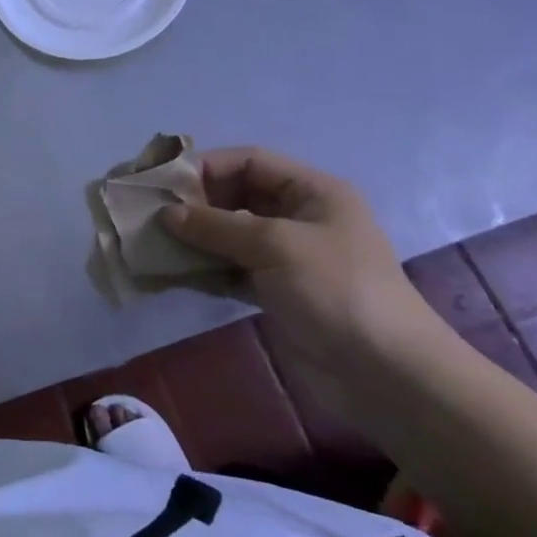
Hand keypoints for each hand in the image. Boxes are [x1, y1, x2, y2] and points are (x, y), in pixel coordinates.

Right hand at [162, 147, 444, 369]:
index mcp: (312, 192)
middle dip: (194, 204)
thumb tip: (166, 214)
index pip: (249, 162)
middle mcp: (299, 218)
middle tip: (151, 216)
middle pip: (235, 196)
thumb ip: (217, 225)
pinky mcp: (276, 292)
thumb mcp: (276, 245)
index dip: (205, 167)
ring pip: (229, 235)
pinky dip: (203, 269)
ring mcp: (287, 257)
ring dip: (193, 238)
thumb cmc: (336, 291)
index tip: (163, 185)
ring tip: (153, 245)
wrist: (385, 375)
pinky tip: (173, 273)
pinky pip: (230, 269)